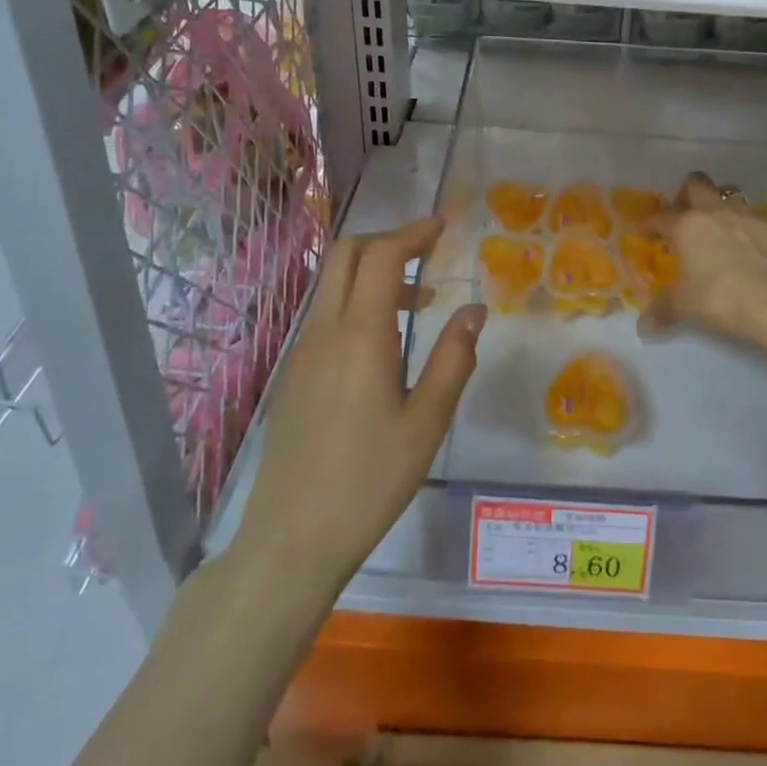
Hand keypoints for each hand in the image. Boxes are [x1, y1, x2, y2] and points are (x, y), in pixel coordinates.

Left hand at [232, 217, 485, 593]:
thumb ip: (454, 358)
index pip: (380, 256)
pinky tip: (385, 343)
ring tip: (418, 303)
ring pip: (334, 284)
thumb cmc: (370, 480)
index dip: (412, 232)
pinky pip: (326, 315)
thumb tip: (474, 310)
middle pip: (346, 255)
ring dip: (373, 273)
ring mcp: (302, 352)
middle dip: (388, 240)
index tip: (442, 227)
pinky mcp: (294, 374)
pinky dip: (358, 302)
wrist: (292, 538)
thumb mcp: (428, 422)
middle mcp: (324, 331)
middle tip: (428, 252)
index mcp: (359, 335)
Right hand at [645, 172, 766, 347]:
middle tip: (683, 215)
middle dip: (687, 194)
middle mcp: (715, 214)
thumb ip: (661, 311)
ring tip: (716, 226)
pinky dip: (746, 229)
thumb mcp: (683, 307)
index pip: (660, 217)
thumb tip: (643, 328)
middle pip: (697, 184)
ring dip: (719, 205)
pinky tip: (747, 247)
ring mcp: (747, 218)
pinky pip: (754, 220)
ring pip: (729, 195)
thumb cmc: (717, 299)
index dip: (648, 224)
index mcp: (687, 226)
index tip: (642, 233)